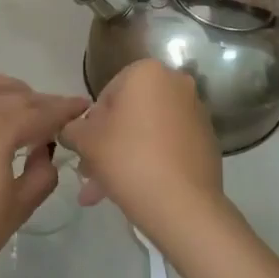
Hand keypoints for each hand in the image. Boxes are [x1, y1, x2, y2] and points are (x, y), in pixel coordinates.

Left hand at [0, 72, 89, 277]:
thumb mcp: (20, 204)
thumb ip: (42, 171)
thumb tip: (43, 151)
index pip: (41, 112)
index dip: (65, 109)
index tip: (83, 106)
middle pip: (14, 96)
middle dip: (40, 102)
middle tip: (58, 115)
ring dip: (7, 89)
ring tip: (23, 106)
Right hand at [60, 59, 227, 245]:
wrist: (182, 204)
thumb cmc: (128, 159)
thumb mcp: (85, 140)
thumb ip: (71, 128)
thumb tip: (71, 130)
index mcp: (147, 73)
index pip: (106, 95)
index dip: (90, 125)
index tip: (85, 151)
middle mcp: (176, 84)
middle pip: (128, 115)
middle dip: (107, 144)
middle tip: (90, 174)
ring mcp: (196, 112)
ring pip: (147, 133)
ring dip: (124, 157)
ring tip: (104, 192)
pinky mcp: (207, 140)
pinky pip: (168, 146)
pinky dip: (150, 161)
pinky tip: (134, 189)